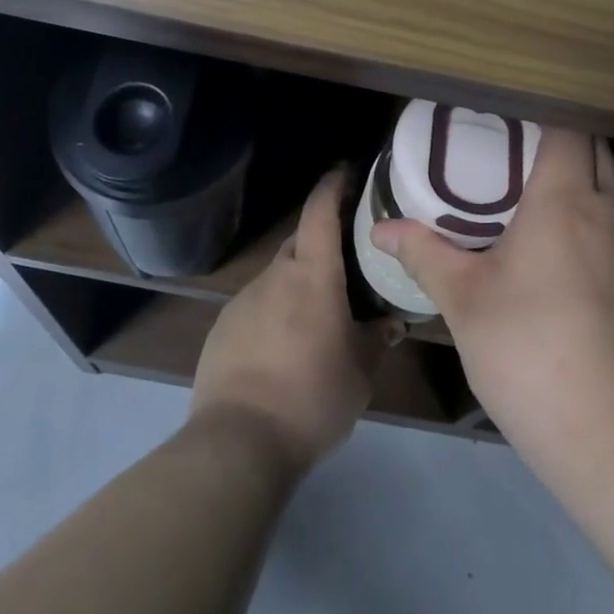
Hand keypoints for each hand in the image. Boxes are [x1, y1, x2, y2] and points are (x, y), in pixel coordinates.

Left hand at [191, 166, 401, 473]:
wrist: (238, 442)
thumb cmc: (312, 397)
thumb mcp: (360, 372)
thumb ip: (376, 339)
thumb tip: (391, 322)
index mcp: (313, 275)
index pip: (320, 211)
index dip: (333, 185)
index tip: (346, 171)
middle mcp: (275, 276)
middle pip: (301, 241)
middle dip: (323, 240)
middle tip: (348, 258)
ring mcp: (243, 300)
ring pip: (279, 276)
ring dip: (299, 282)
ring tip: (319, 312)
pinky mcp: (222, 328)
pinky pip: (257, 305)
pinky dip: (276, 310)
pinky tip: (285, 346)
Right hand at [370, 129, 613, 456]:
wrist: (613, 431)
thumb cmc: (528, 347)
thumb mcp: (463, 299)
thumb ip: (424, 253)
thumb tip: (381, 228)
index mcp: (565, 198)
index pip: (569, 127)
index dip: (544, 113)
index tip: (510, 119)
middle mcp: (609, 212)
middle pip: (598, 149)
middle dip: (563, 140)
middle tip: (516, 153)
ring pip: (613, 191)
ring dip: (583, 182)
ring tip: (537, 199)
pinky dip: (596, 224)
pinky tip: (567, 259)